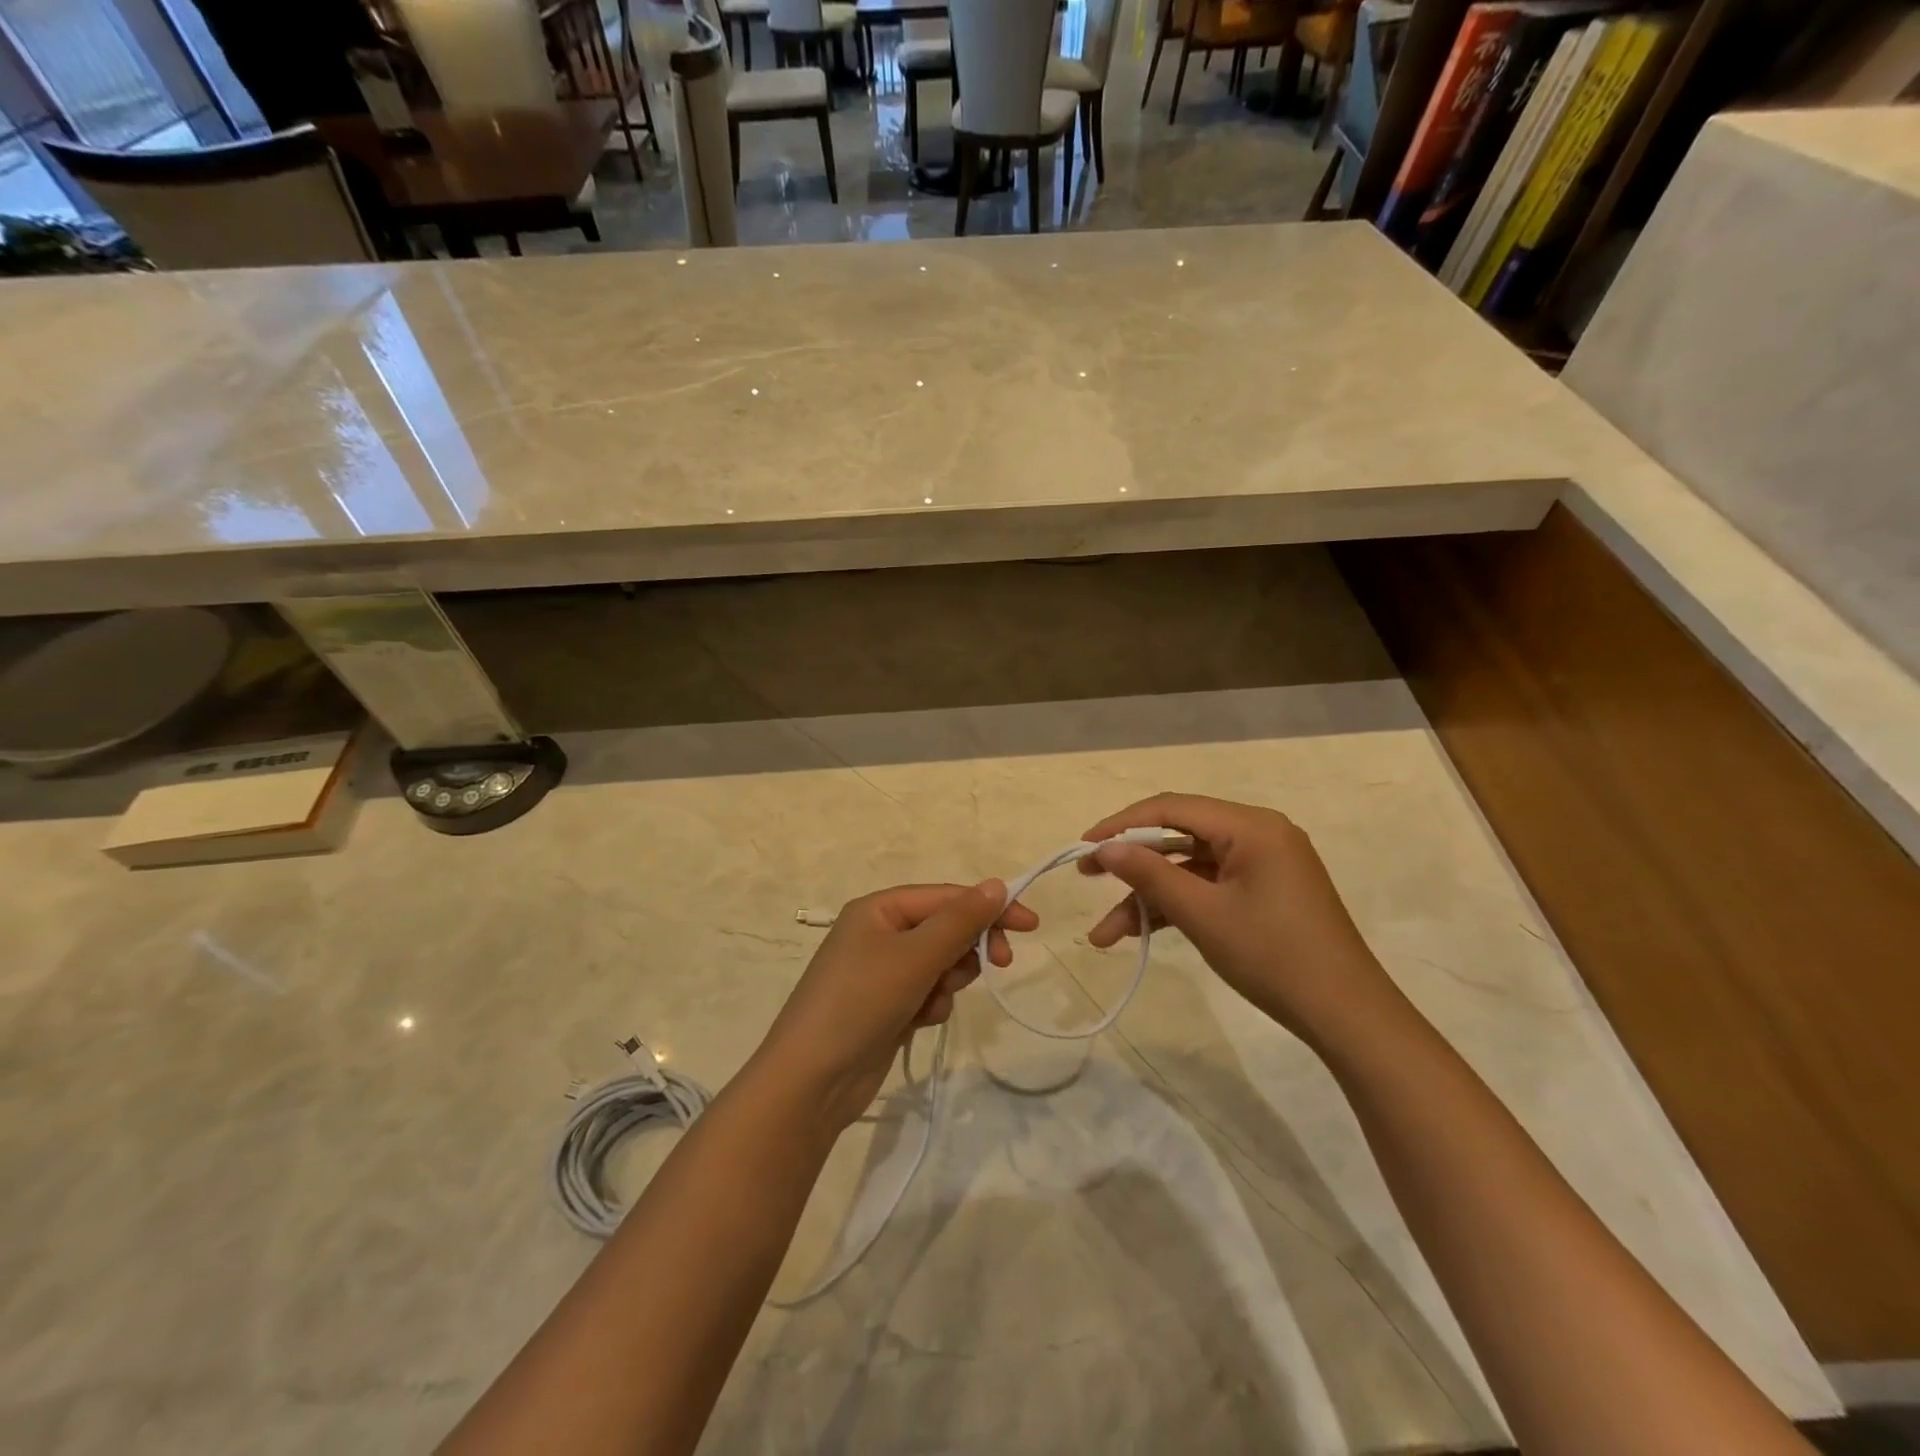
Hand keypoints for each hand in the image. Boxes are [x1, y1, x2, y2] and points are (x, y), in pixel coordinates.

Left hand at [752, 882, 1038, 1132]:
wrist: (811, 1081)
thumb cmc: (861, 1002)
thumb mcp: (915, 956)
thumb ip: (960, 921)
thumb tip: (997, 885)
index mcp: (880, 909)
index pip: (947, 896)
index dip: (990, 906)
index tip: (1031, 926)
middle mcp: (879, 932)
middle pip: (945, 927)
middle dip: (968, 947)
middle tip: (1001, 964)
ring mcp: (881, 970)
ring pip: (940, 962)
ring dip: (949, 979)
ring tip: (933, 1000)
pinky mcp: (887, 1004)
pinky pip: (927, 991)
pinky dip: (932, 1003)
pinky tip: (920, 1021)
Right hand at [1078, 793, 1403, 1047]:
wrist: (1346, 1016)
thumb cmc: (1273, 956)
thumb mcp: (1203, 914)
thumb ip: (1150, 874)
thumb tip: (1105, 847)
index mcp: (1251, 826)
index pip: (1172, 808)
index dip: (1121, 824)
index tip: (1082, 846)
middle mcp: (1258, 834)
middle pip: (1178, 836)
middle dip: (1131, 862)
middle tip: (1086, 877)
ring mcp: (1263, 865)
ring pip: (1189, 868)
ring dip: (1149, 897)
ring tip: (1107, 934)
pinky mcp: (1264, 892)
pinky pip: (1209, 887)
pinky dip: (1177, 907)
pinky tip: (1143, 933)